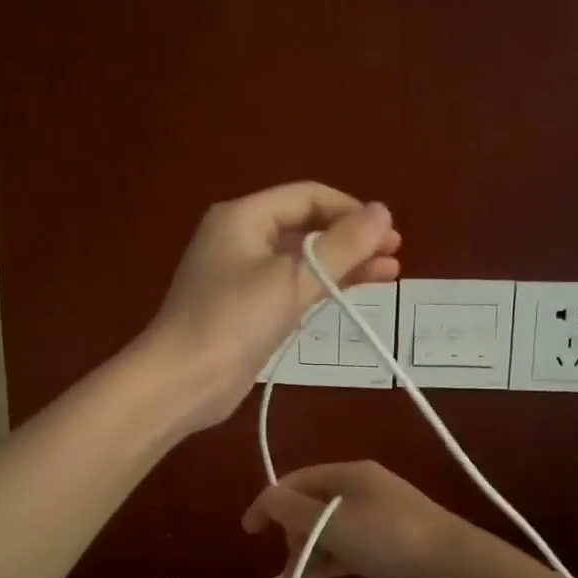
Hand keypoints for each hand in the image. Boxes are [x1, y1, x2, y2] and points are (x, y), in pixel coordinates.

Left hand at [141, 183, 400, 430]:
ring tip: (390, 272)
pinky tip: (354, 291)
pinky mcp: (247, 308)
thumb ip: (341, 246)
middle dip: (351, 237)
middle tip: (395, 252)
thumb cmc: (234, 321)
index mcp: (245, 217)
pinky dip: (322, 286)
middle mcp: (242, 237)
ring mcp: (243, 274)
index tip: (387, 233)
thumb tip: (383, 212)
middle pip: (306, 225)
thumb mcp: (292, 280)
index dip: (351, 210)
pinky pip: (292, 285)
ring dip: (343, 263)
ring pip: (302, 258)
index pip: (308, 196)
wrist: (182, 381)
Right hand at [241, 461, 493, 577]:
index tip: (249, 532)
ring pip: (328, 529)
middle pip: (311, 505)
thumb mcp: (334, 523)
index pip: (296, 481)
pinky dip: (330, 560)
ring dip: (310, 551)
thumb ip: (294, 511)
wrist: (455, 569)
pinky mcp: (386, 545)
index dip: (269, 503)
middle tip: (290, 563)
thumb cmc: (389, 539)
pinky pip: (346, 547)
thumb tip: (267, 499)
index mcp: (349, 474)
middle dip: (293, 533)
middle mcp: (360, 490)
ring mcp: (376, 518)